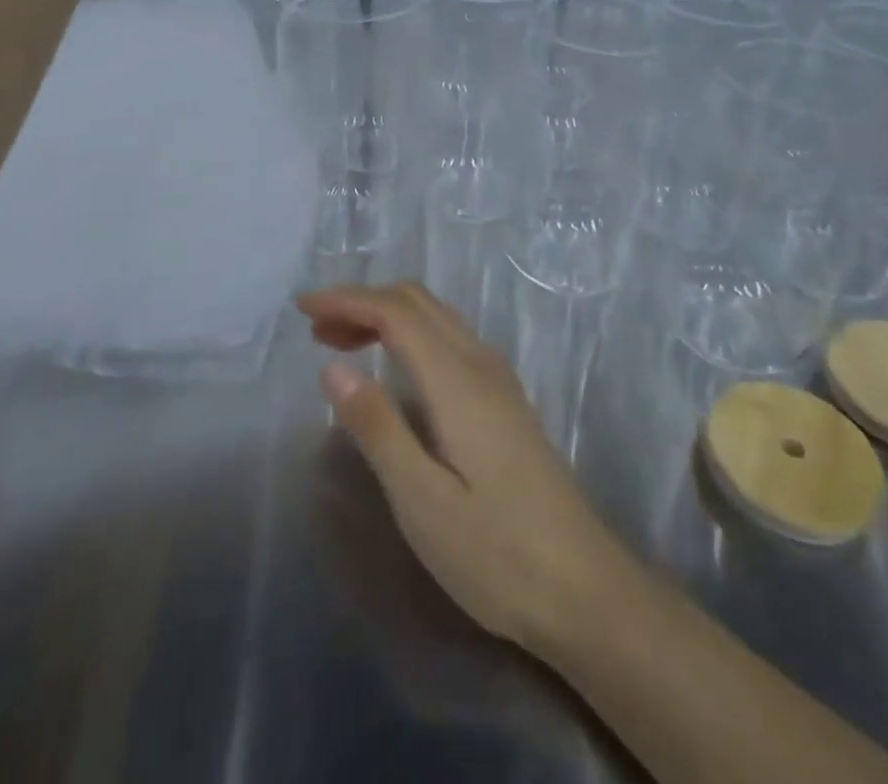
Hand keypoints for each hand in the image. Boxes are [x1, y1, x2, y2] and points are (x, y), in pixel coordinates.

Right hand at [298, 282, 631, 652]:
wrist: (585, 588)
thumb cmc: (497, 553)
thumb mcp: (422, 501)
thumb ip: (377, 427)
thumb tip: (332, 367)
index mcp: (457, 380)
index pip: (396, 312)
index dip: (347, 300)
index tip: (302, 309)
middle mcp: (480, 363)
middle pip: (417, 301)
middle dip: (363, 301)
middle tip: (316, 329)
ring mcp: (498, 379)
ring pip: (436, 316)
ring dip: (387, 314)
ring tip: (342, 342)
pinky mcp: (505, 399)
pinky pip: (449, 336)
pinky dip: (410, 332)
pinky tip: (394, 367)